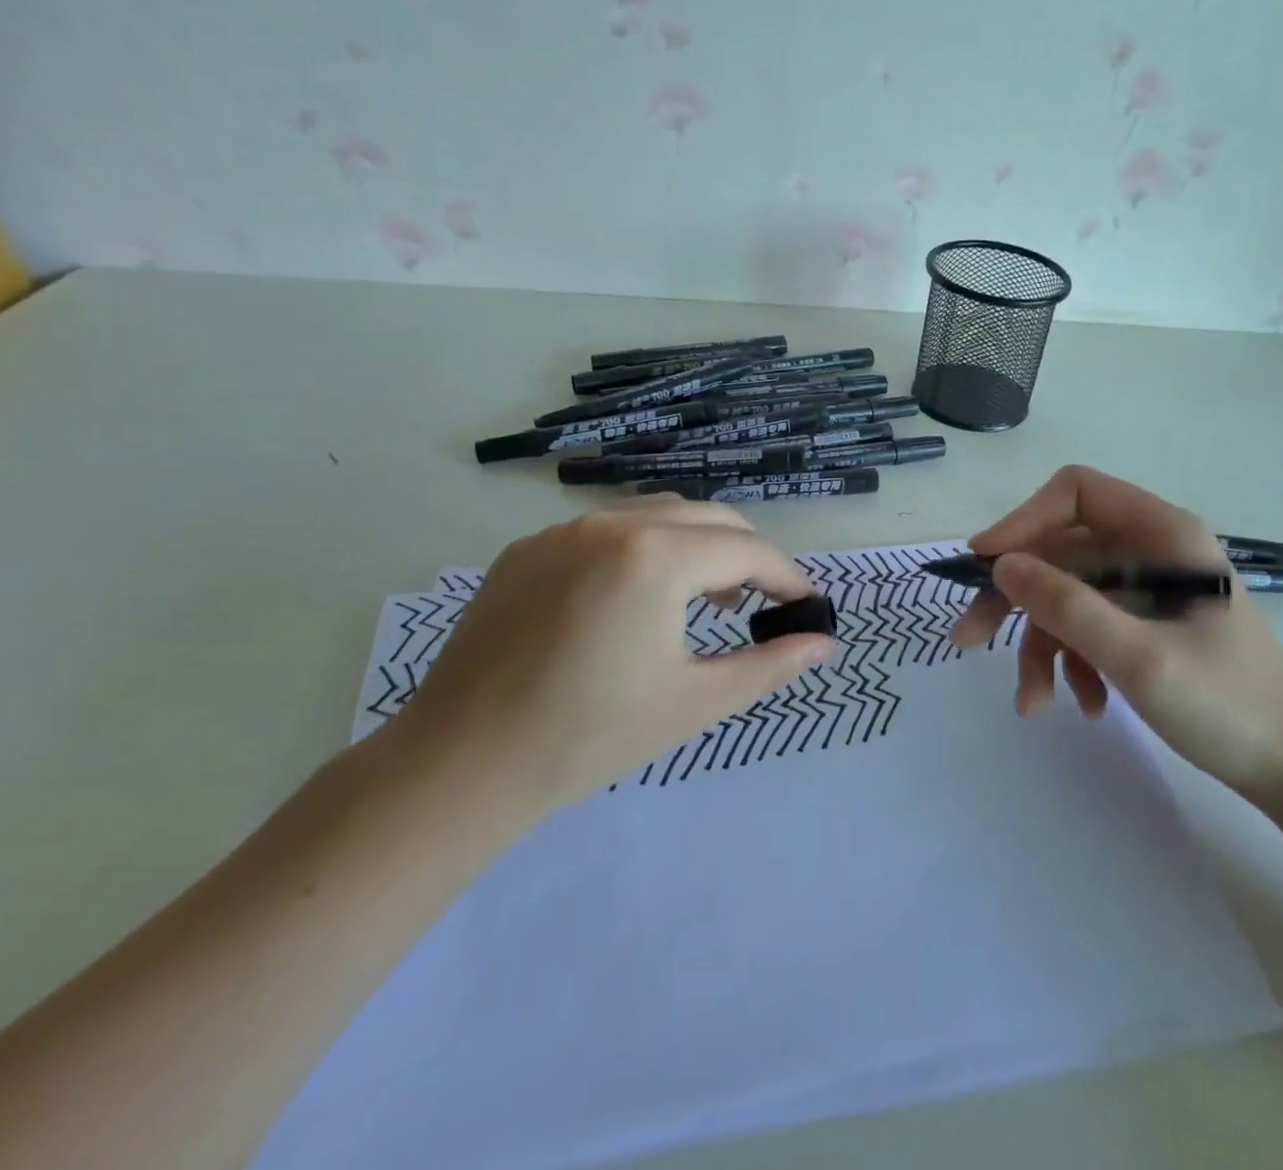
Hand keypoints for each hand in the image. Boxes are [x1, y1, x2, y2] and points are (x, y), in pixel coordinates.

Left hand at [389, 498, 832, 821]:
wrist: (458, 767)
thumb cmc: (589, 738)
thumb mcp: (695, 703)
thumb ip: (769, 665)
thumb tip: (824, 642)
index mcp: (655, 556)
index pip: (747, 551)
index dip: (787, 577)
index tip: (807, 607)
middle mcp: (610, 523)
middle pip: (708, 518)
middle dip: (747, 555)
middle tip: (764, 604)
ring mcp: (562, 531)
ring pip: (657, 516)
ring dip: (697, 547)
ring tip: (707, 600)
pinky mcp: (526, 550)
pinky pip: (606, 531)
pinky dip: (644, 550)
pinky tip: (637, 599)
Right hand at [949, 466, 1282, 802]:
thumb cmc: (1229, 705)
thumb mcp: (1138, 657)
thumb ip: (1067, 607)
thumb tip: (1000, 565)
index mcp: (1160, 533)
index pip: (1074, 493)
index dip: (1023, 520)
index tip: (985, 564)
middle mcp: (1149, 550)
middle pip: (1059, 550)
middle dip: (1015, 597)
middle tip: (969, 639)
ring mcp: (1146, 589)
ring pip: (1066, 595)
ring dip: (1040, 645)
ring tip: (1032, 702)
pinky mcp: (1144, 624)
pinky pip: (1087, 626)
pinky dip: (1071, 662)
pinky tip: (1083, 705)